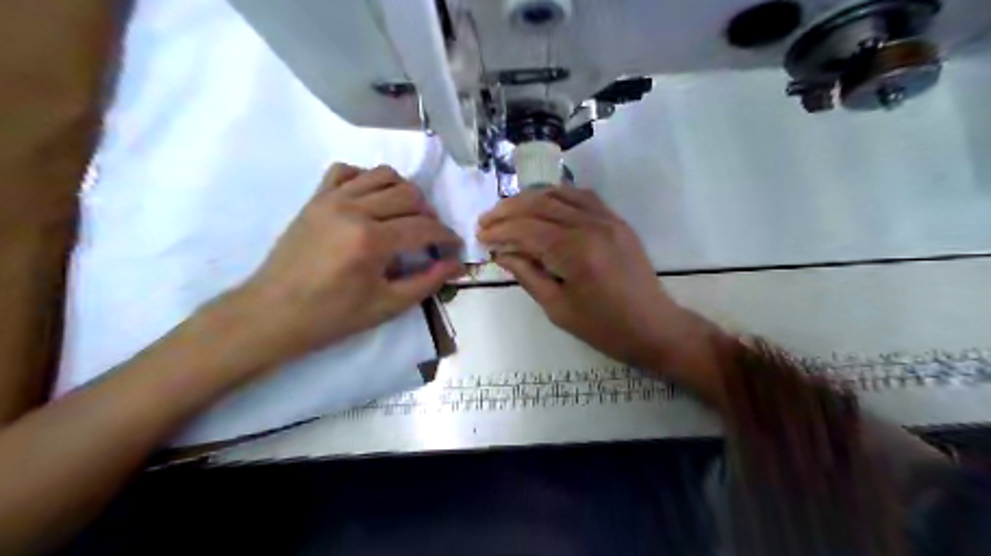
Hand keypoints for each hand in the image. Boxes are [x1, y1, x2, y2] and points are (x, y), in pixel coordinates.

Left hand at [230, 164, 465, 366]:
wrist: (273, 313)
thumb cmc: (332, 316)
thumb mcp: (387, 306)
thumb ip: (427, 282)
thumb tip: (456, 265)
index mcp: (371, 240)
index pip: (424, 227)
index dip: (446, 236)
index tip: (453, 248)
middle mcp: (354, 209)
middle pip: (410, 194)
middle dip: (429, 214)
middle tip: (429, 237)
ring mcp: (331, 199)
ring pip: (383, 175)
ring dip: (404, 192)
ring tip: (405, 216)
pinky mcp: (316, 198)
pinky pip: (347, 170)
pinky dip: (367, 179)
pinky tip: (372, 201)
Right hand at [478, 188, 704, 371]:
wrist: (654, 327)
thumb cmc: (603, 327)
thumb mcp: (558, 308)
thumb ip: (528, 275)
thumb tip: (502, 253)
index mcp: (575, 252)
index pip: (526, 229)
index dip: (500, 231)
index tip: (480, 237)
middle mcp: (590, 226)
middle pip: (540, 204)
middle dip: (508, 210)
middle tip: (486, 221)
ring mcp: (607, 219)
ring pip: (560, 194)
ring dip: (529, 198)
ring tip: (507, 211)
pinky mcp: (616, 220)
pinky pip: (582, 197)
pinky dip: (557, 196)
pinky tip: (543, 205)